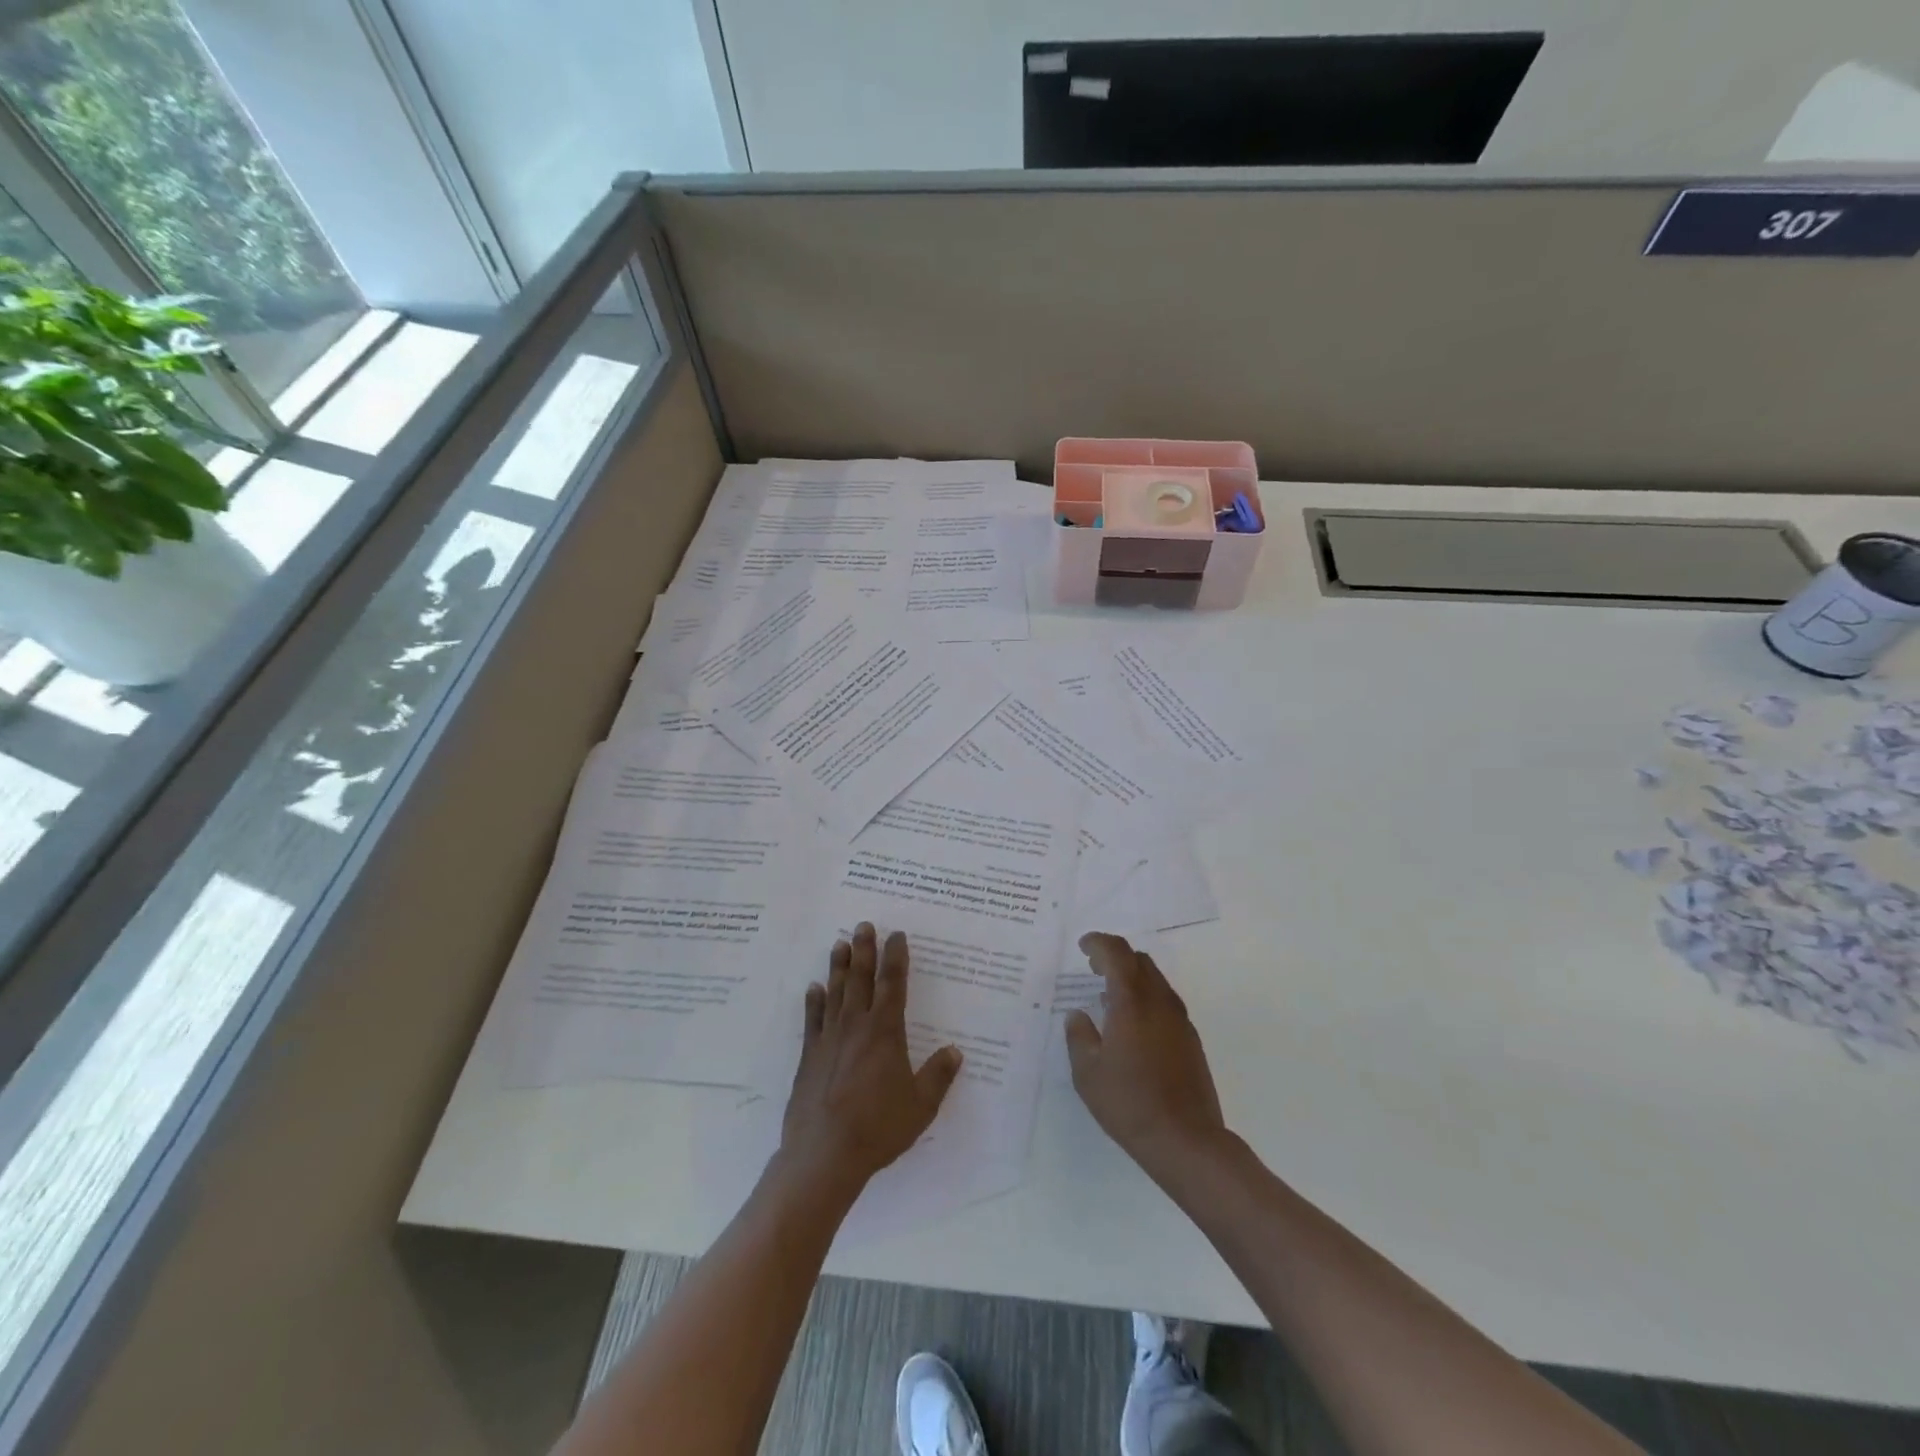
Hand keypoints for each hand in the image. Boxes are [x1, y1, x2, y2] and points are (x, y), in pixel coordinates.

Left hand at [779, 924, 962, 1196]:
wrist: (824, 1154)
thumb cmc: (878, 1128)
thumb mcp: (921, 1105)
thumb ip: (938, 1076)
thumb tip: (955, 1051)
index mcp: (885, 1031)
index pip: (893, 984)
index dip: (895, 956)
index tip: (896, 934)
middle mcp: (856, 1026)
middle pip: (860, 978)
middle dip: (864, 949)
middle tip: (863, 925)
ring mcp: (828, 1039)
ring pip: (835, 992)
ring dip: (838, 966)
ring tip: (839, 944)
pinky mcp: (809, 1057)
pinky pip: (812, 1020)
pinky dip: (813, 1001)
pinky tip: (813, 989)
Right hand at [1065, 932, 1228, 1177]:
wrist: (1187, 1140)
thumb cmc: (1130, 1104)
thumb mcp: (1088, 1073)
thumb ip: (1079, 1036)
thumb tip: (1078, 1015)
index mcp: (1132, 1002)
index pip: (1117, 953)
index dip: (1098, 942)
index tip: (1083, 946)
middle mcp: (1159, 1002)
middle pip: (1139, 960)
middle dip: (1115, 956)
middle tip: (1093, 968)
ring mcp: (1180, 1019)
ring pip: (1156, 979)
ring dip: (1132, 976)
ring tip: (1109, 996)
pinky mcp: (1191, 1038)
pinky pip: (1165, 1000)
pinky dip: (1146, 996)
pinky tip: (1133, 1023)